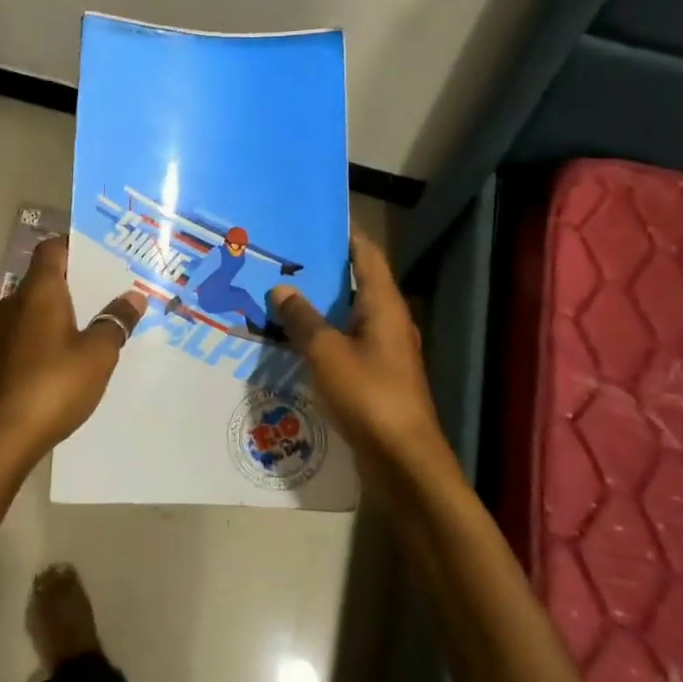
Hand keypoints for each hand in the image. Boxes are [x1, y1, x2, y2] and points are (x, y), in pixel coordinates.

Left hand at [0, 235, 147, 462]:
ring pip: (33, 307)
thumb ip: (116, 321)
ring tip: (91, 324)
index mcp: (38, 292)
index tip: (102, 253)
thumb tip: (133, 296)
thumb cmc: (54, 385)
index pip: (52, 249)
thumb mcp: (98, 354)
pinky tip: (65, 357)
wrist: (1, 438)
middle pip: (44, 277)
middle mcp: (13, 303)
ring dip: (59, 310)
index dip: (75, 246)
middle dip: (75, 281)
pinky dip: (45, 334)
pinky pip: (24, 332)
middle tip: (108, 290)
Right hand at [269, 231, 454, 483]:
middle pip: (356, 283)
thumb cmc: (368, 395)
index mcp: (384, 304)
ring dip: (319, 306)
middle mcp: (388, 321)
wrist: (403, 460)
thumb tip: (281, 289)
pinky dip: (322, 337)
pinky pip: (345, 345)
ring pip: (348, 316)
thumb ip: (302, 318)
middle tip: (282, 260)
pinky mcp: (376, 377)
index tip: (312, 221)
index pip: (366, 253)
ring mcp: (384, 351)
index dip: (343, 234)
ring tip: (279, 296)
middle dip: (321, 271)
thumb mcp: (326, 352)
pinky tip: (293, 342)